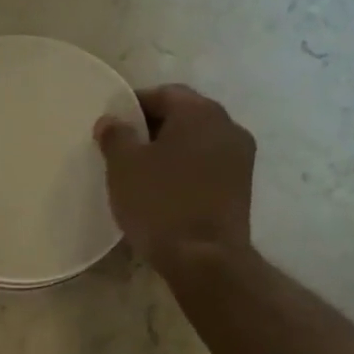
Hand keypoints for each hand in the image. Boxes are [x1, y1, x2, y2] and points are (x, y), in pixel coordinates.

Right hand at [95, 84, 254, 268]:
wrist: (205, 259)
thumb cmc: (160, 203)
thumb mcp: (124, 166)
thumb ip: (115, 135)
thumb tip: (111, 120)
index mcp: (200, 112)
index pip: (163, 93)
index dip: (133, 105)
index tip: (112, 126)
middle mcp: (228, 126)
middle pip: (184, 114)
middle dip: (152, 127)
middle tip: (123, 147)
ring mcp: (240, 157)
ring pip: (197, 141)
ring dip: (171, 149)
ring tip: (142, 171)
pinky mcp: (242, 186)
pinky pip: (207, 164)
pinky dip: (186, 168)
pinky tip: (165, 189)